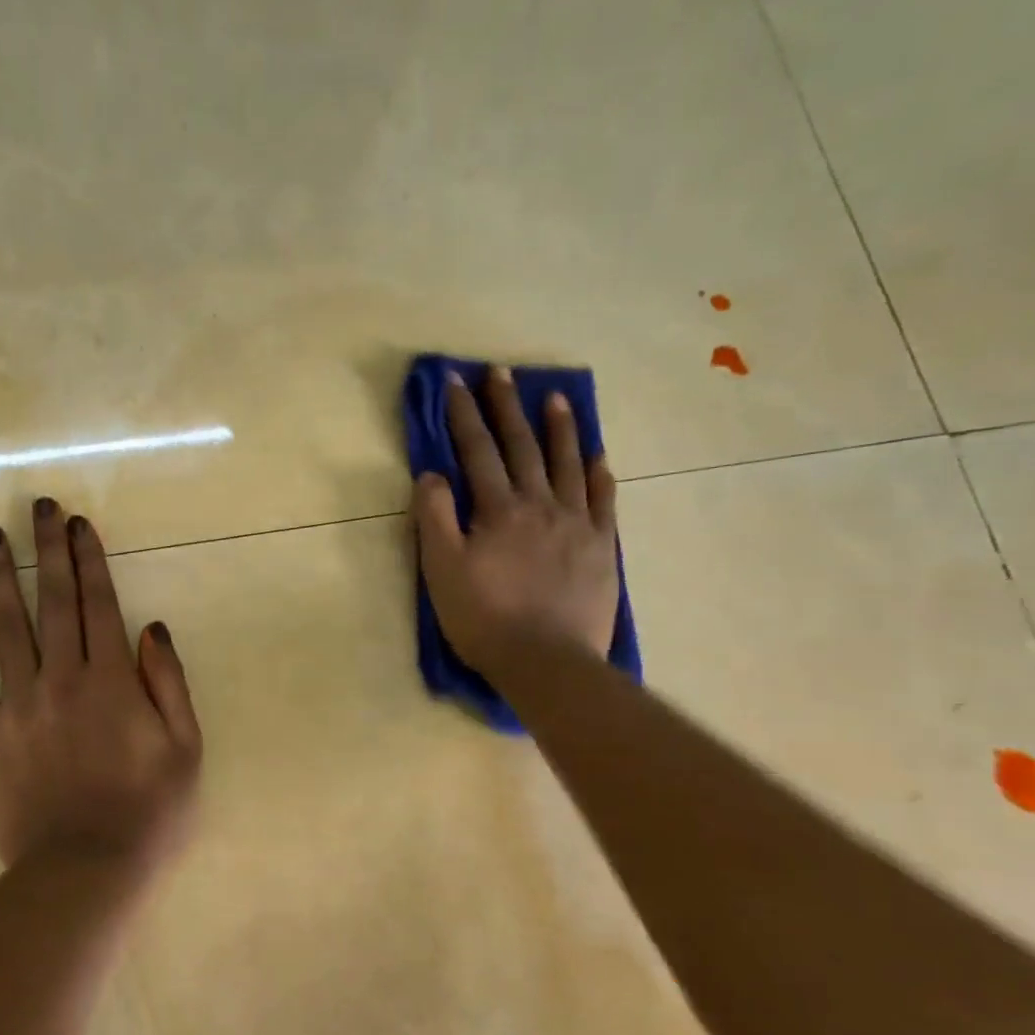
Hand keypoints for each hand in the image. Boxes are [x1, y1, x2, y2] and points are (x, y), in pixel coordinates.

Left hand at [0, 498, 202, 878]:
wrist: (84, 870)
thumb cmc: (148, 812)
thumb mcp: (186, 749)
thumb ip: (169, 684)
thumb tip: (152, 627)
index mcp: (112, 680)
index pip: (98, 604)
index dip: (88, 559)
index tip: (77, 523)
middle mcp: (62, 678)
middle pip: (53, 602)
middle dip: (46, 550)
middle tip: (37, 507)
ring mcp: (18, 705)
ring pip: (5, 628)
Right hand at [414, 365, 619, 680]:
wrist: (547, 661)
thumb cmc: (484, 619)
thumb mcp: (442, 571)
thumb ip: (434, 519)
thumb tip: (431, 475)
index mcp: (498, 510)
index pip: (476, 452)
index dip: (464, 415)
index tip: (455, 381)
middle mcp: (540, 505)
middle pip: (522, 447)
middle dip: (507, 408)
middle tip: (501, 372)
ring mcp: (576, 524)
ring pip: (567, 464)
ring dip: (558, 428)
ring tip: (555, 397)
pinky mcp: (600, 547)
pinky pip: (602, 500)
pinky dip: (598, 473)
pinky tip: (597, 455)